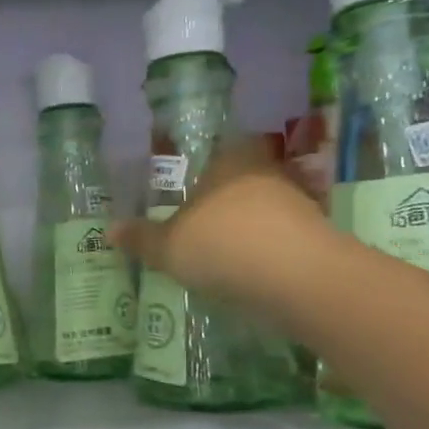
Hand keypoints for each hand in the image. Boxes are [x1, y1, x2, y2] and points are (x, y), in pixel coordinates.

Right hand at [110, 135, 334, 311]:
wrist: (299, 278)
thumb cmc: (222, 246)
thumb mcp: (168, 248)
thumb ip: (141, 238)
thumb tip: (109, 229)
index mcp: (228, 163)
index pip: (220, 149)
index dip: (206, 165)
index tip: (192, 185)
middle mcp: (265, 174)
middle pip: (243, 179)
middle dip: (225, 200)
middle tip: (202, 223)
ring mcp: (297, 203)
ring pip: (266, 208)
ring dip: (250, 226)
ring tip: (226, 253)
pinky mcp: (318, 236)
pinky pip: (284, 238)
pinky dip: (269, 251)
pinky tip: (253, 273)